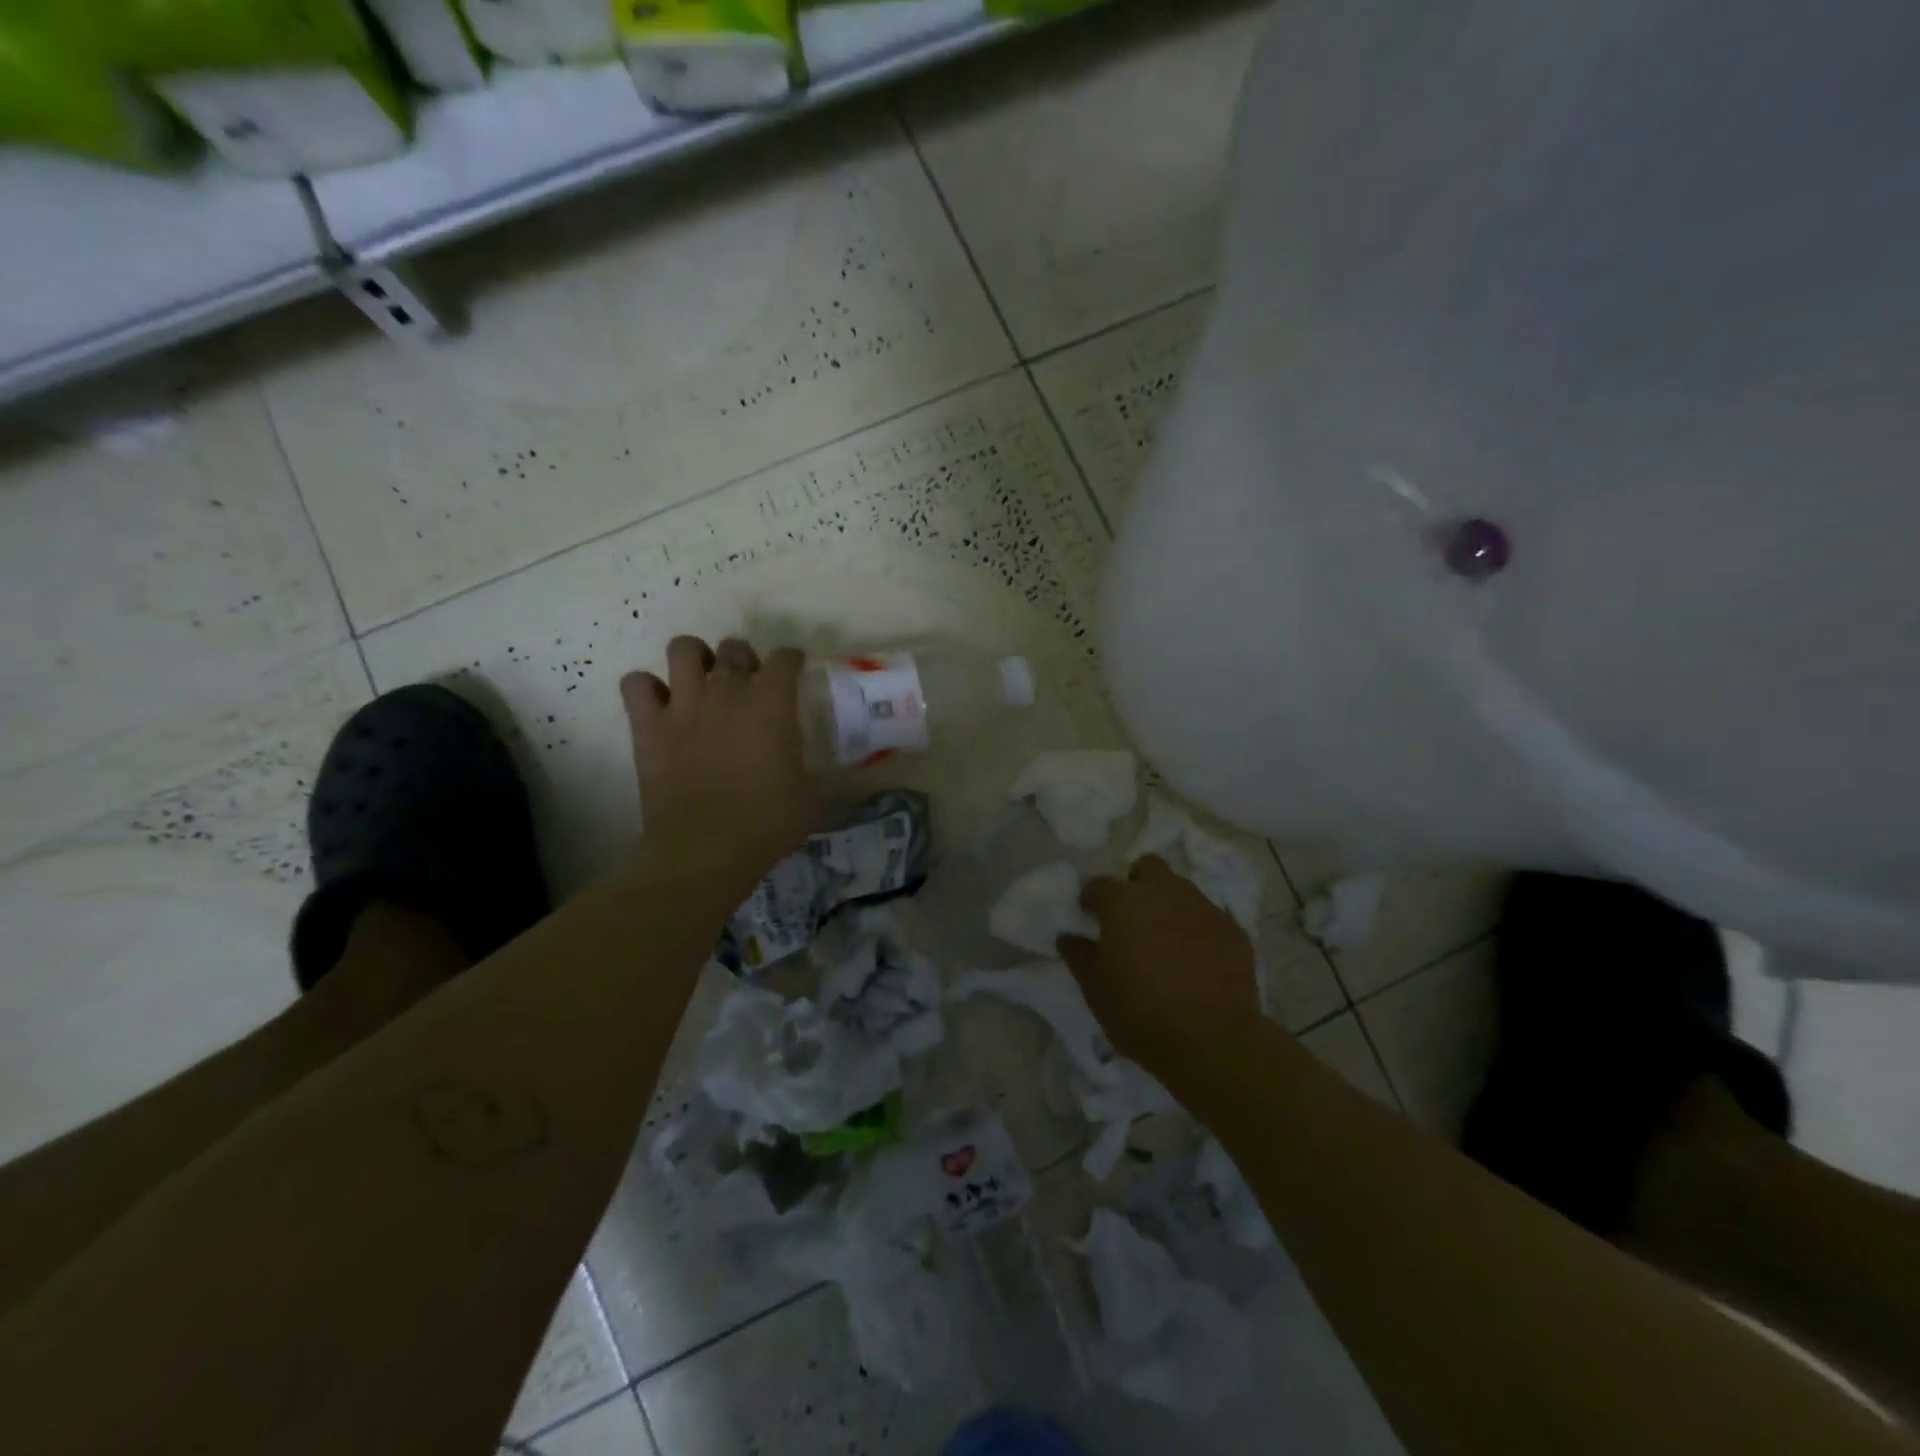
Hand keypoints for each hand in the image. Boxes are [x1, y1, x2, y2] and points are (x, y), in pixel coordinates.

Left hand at [620, 636, 823, 898]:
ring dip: (695, 659)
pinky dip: (646, 688)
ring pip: (683, 649)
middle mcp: (726, 691)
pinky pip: (636, 684)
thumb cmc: (767, 822)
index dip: (791, 660)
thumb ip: (817, 772)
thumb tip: (822, 772)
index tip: (794, 670)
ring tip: (701, 680)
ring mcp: (683, 704)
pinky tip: (660, 705)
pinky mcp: (648, 726)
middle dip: (745, 658)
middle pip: (734, 648)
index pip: (785, 658)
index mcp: (772, 703)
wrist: (706, 849)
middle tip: (748, 683)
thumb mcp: (812, 796)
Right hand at [1059, 856, 1261, 1066]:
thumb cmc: (1141, 1011)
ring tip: (1166, 939)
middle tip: (1132, 917)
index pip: (1100, 884)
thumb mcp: (1095, 989)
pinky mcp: (1234, 930)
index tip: (1089, 915)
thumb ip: (1079, 956)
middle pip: (1148, 867)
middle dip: (1138, 884)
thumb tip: (1068, 937)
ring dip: (1169, 904)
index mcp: (1123, 902)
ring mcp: (1203, 908)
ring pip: (1182, 889)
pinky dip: (1199, 930)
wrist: (1213, 1039)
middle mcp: (1163, 892)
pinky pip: (1209, 918)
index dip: (1092, 899)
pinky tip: (1197, 959)